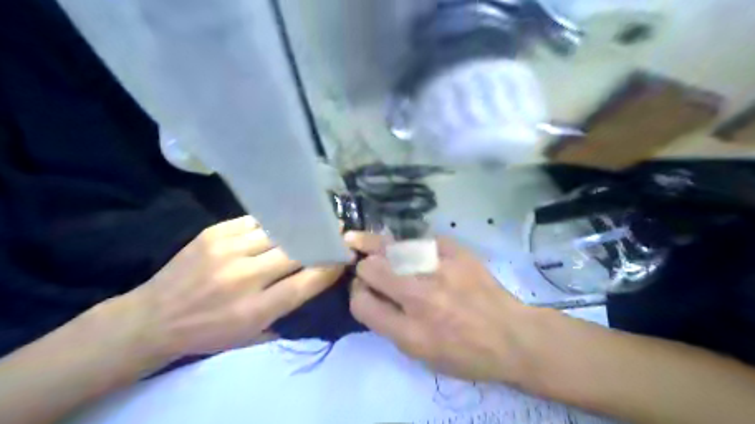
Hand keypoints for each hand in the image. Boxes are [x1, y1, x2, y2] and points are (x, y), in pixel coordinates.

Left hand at [121, 217, 343, 362]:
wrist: (152, 318)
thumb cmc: (208, 333)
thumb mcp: (251, 336)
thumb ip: (286, 310)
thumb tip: (316, 280)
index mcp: (255, 310)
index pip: (306, 283)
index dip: (329, 267)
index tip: (343, 257)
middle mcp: (244, 278)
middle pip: (296, 252)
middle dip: (320, 241)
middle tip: (336, 232)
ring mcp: (228, 251)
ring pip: (278, 232)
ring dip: (298, 228)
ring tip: (312, 221)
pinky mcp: (214, 233)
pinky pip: (255, 221)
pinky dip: (272, 223)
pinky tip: (280, 222)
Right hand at [347, 232, 536, 383]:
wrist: (512, 336)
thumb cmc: (466, 355)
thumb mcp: (422, 356)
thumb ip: (390, 326)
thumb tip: (370, 295)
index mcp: (410, 332)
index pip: (361, 303)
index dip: (357, 294)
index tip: (365, 290)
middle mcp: (421, 297)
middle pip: (370, 269)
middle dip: (366, 268)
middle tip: (373, 267)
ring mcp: (440, 270)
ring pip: (391, 247)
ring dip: (382, 249)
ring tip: (374, 243)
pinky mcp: (456, 251)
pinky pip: (420, 240)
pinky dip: (414, 246)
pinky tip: (416, 250)